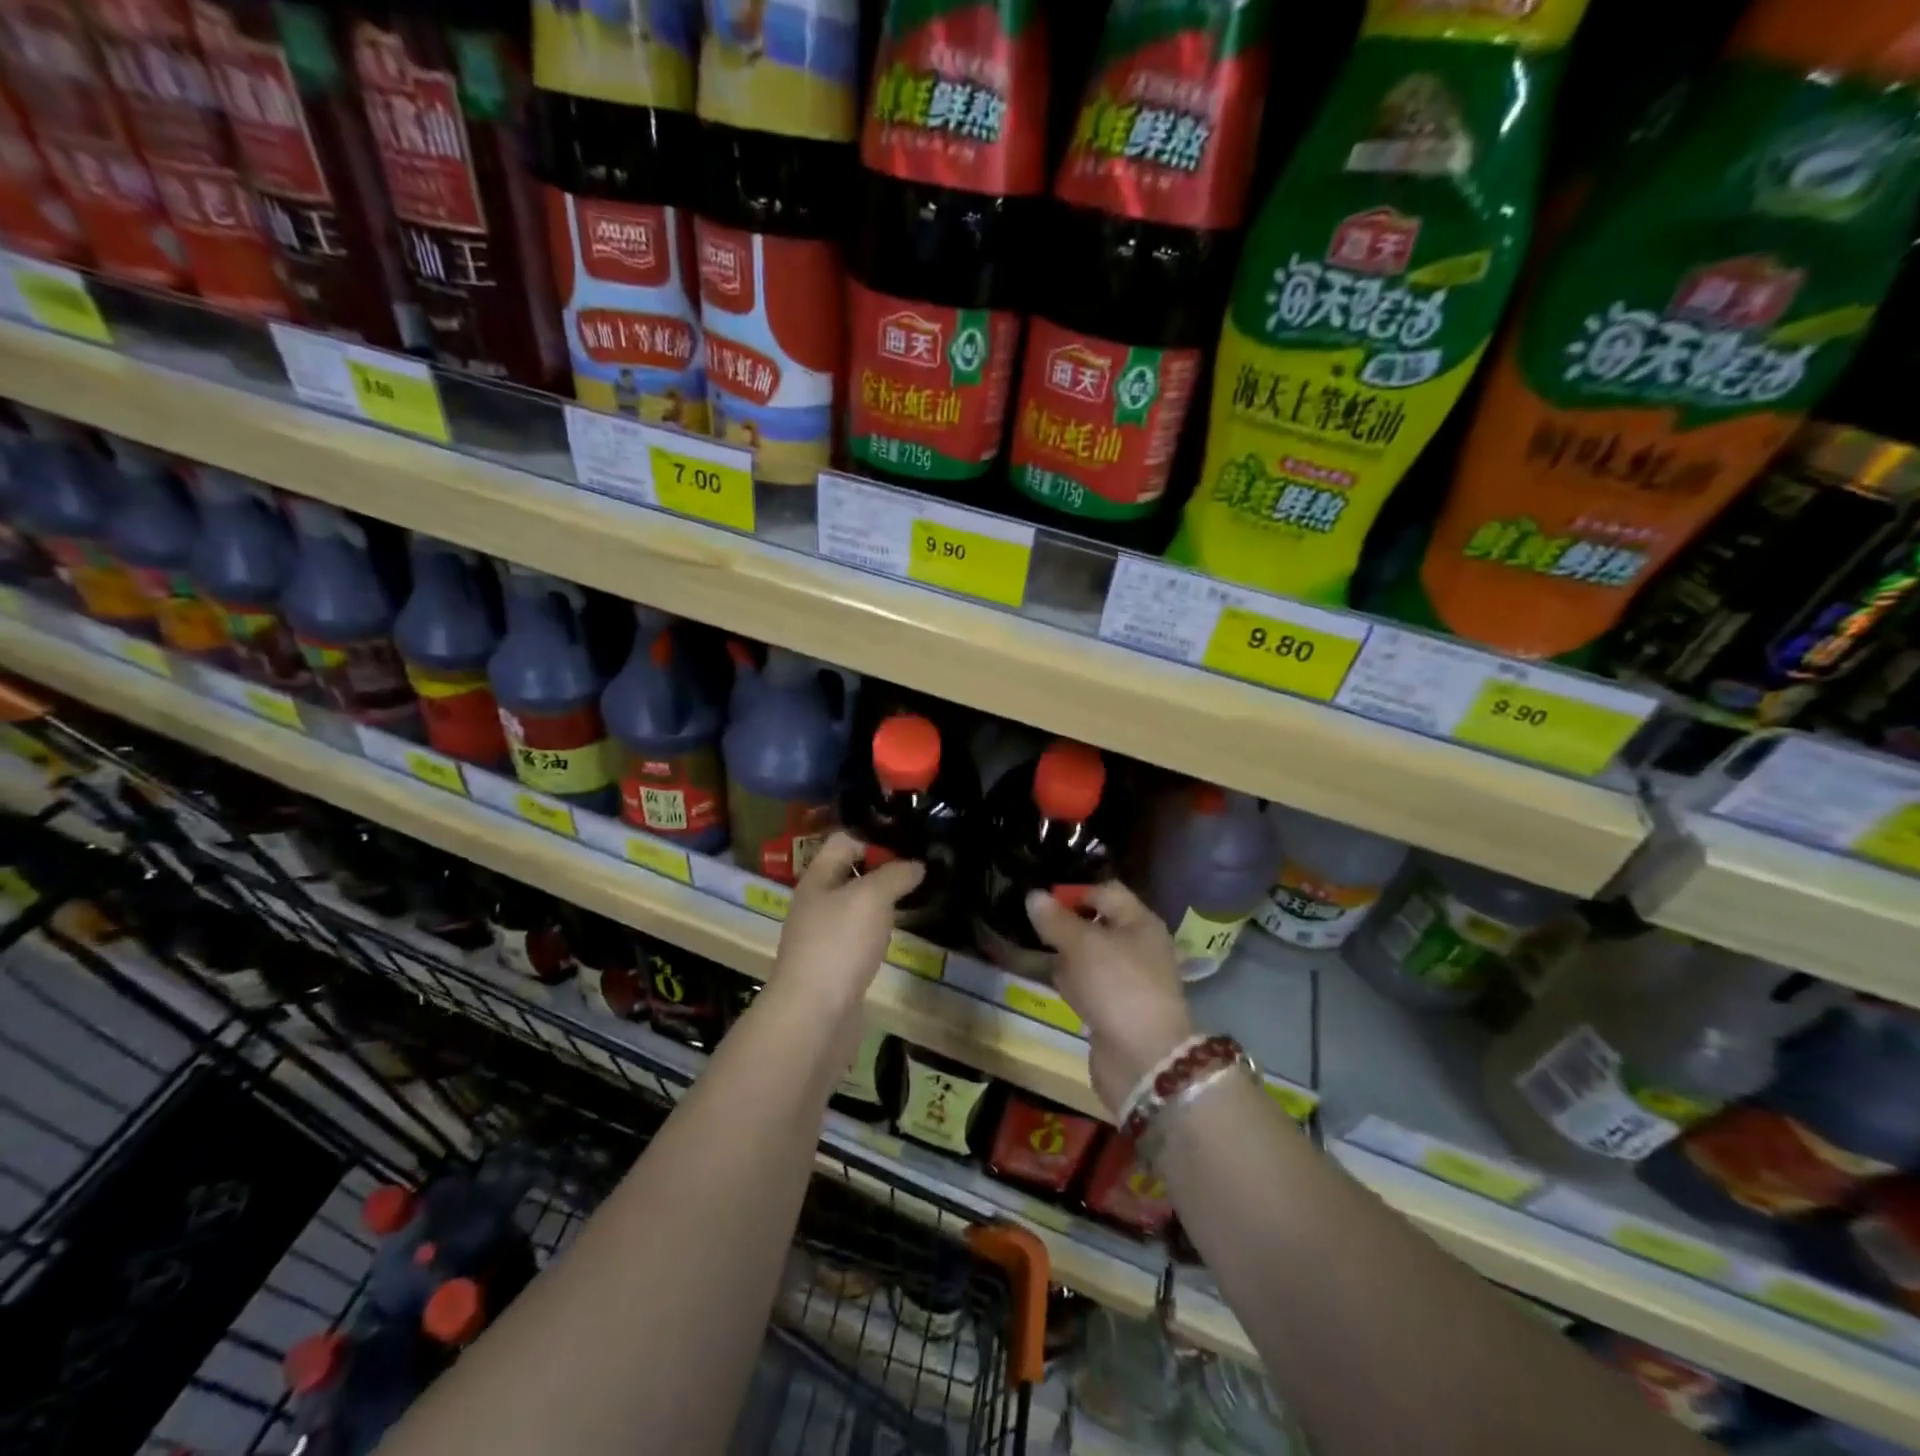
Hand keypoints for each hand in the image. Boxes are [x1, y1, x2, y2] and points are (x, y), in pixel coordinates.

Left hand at [772, 832, 923, 1015]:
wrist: (813, 1016)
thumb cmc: (839, 944)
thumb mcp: (871, 897)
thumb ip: (895, 875)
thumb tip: (916, 866)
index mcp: (817, 879)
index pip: (844, 841)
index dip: (875, 838)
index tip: (909, 846)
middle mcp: (816, 903)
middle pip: (850, 874)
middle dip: (883, 870)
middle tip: (920, 872)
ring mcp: (823, 937)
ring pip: (856, 907)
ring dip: (882, 903)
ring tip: (915, 900)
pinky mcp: (834, 966)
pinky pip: (858, 937)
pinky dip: (877, 933)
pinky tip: (894, 937)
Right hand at [1025, 882, 1194, 1115]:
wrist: (1144, 1059)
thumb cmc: (1116, 986)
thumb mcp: (1081, 945)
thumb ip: (1056, 920)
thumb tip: (1034, 895)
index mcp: (1140, 922)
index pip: (1106, 892)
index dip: (1075, 892)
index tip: (1043, 902)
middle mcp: (1140, 947)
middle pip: (1098, 925)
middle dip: (1067, 927)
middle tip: (1035, 929)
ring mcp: (1130, 980)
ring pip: (1091, 957)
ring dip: (1068, 958)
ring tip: (1041, 957)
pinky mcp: (1119, 1009)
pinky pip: (1091, 986)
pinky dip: (1075, 986)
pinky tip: (1060, 990)